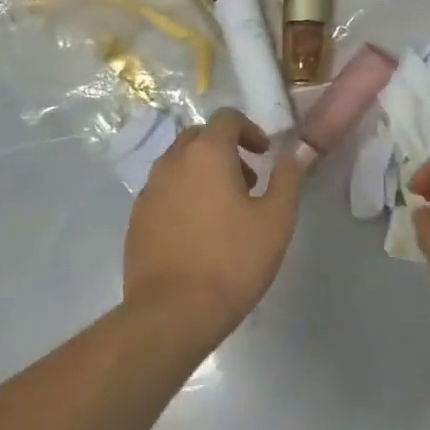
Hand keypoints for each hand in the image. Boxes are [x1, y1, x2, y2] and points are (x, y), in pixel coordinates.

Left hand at [124, 108, 303, 336]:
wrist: (173, 312)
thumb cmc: (232, 261)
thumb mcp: (276, 220)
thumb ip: (287, 179)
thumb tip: (292, 153)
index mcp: (206, 154)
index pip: (226, 118)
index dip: (250, 129)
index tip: (265, 155)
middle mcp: (172, 163)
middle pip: (198, 138)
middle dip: (225, 149)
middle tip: (248, 181)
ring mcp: (149, 191)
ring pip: (178, 165)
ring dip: (203, 173)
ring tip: (225, 210)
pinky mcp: (137, 220)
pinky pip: (164, 192)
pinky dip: (184, 196)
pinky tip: (199, 232)